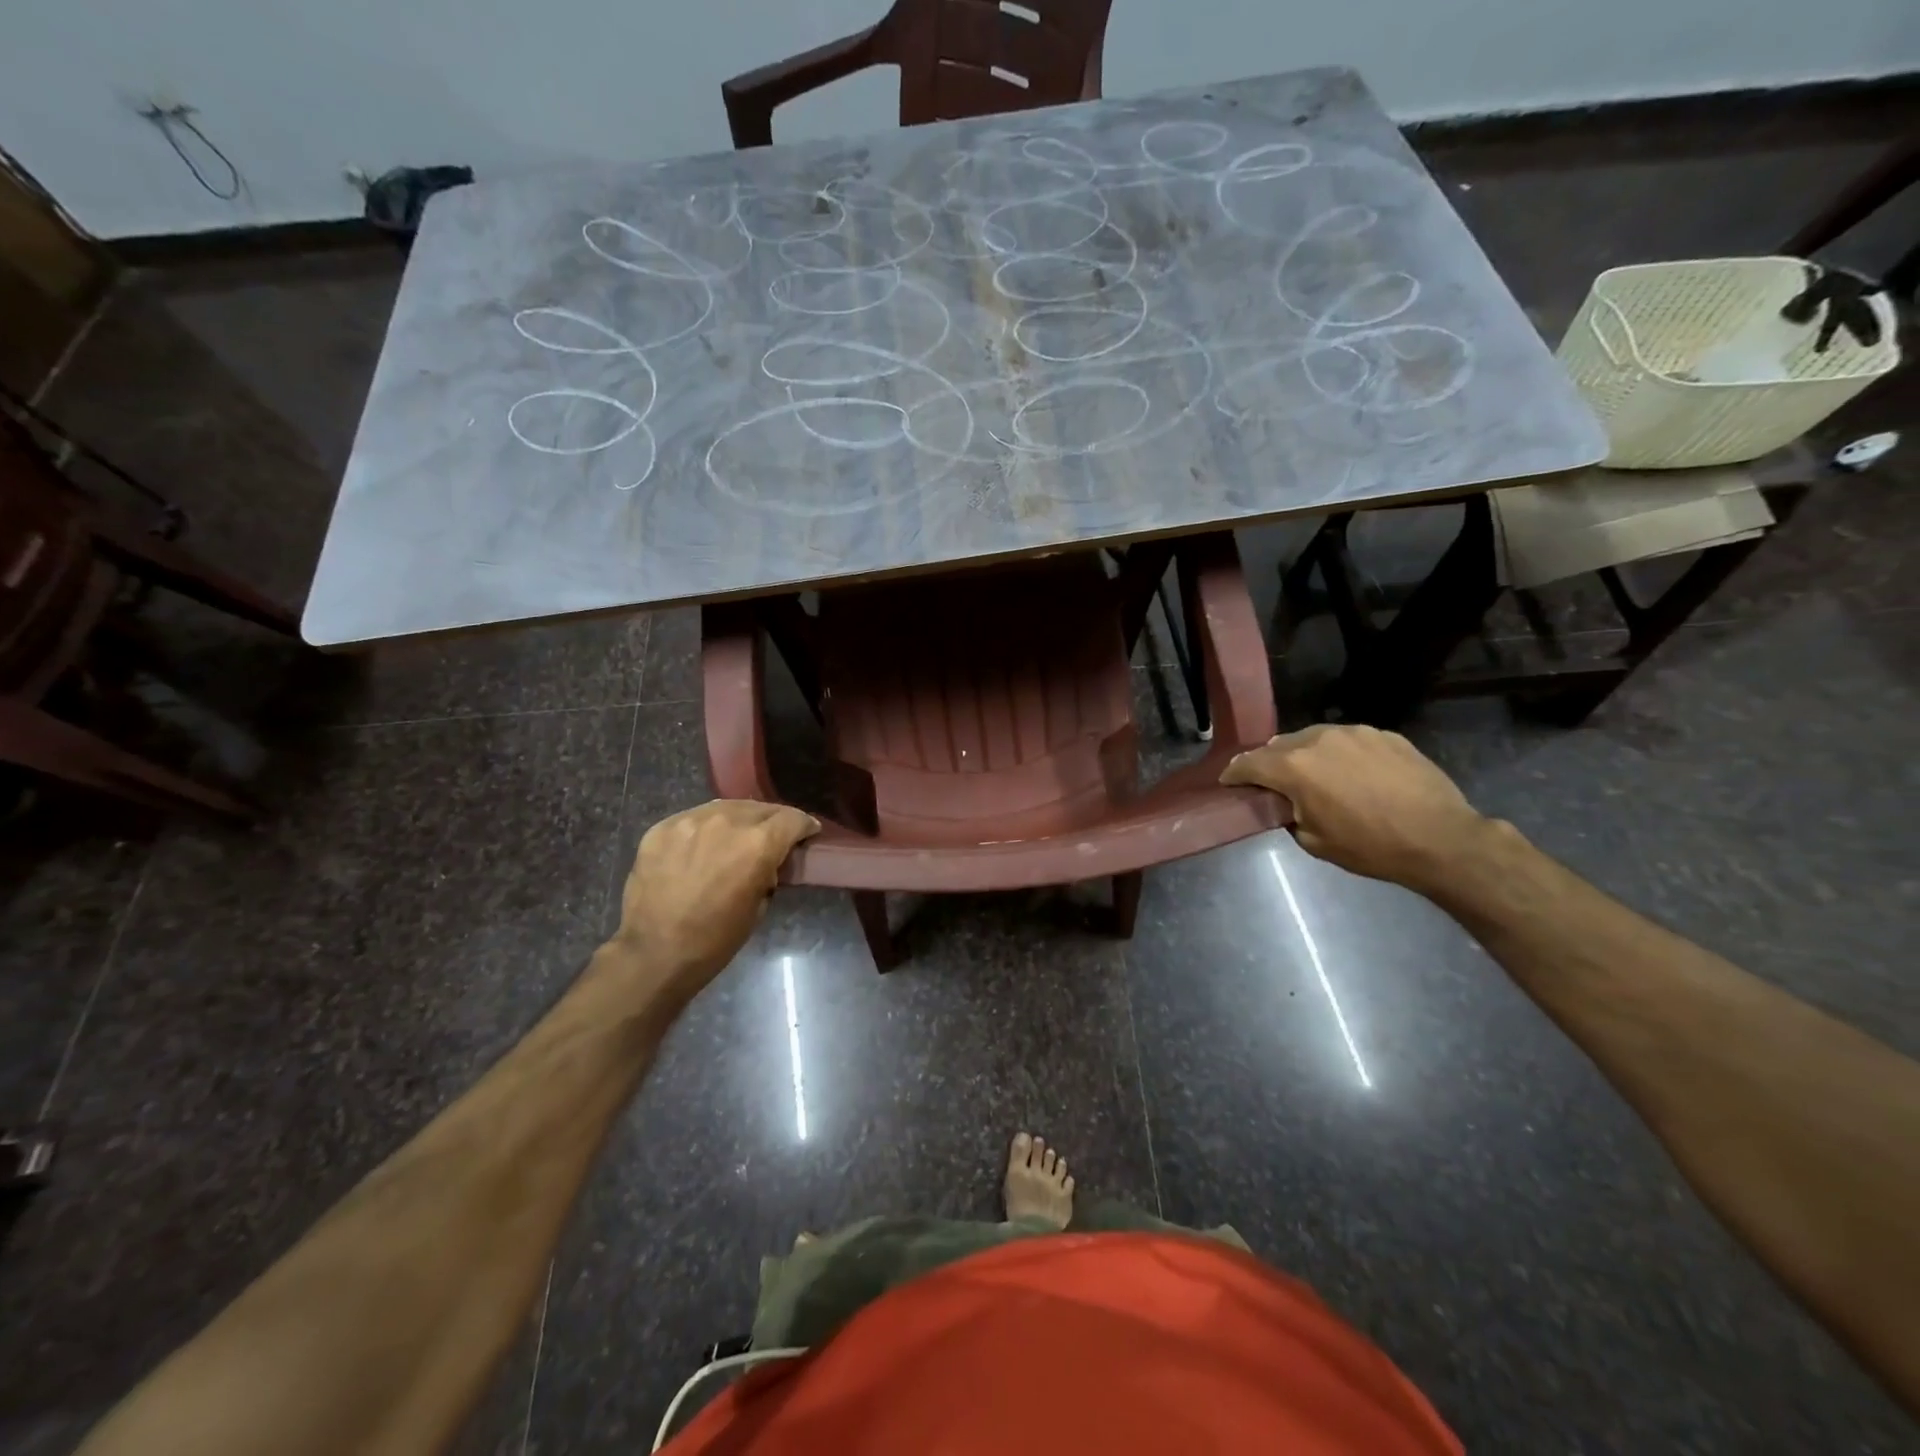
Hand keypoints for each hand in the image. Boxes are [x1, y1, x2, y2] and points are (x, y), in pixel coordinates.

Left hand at [610, 800, 818, 1004]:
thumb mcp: (759, 906)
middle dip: (772, 821)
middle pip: (761, 808)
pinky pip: (694, 818)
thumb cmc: (715, 940)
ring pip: (726, 807)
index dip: (804, 826)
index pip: (792, 819)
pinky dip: (706, 828)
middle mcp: (727, 822)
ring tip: (737, 837)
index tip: (807, 833)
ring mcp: (690, 821)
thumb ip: (768, 871)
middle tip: (772, 837)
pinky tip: (703, 846)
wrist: (653, 953)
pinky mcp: (662, 828)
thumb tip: (767, 861)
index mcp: (758, 844)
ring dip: (739, 820)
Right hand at [1220, 725, 1488, 891]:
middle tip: (1273, 783)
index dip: (1234, 774)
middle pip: (1279, 746)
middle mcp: (1318, 740)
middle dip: (1271, 763)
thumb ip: (1289, 814)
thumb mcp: (1314, 841)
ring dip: (1306, 755)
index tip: (1228, 782)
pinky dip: (1340, 755)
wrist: (1441, 839)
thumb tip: (1287, 802)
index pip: (1249, 763)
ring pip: (1314, 738)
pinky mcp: (1384, 734)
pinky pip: (1348, 741)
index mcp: (1294, 767)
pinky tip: (1354, 776)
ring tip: (1316, 776)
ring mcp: (1354, 733)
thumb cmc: (1370, 847)